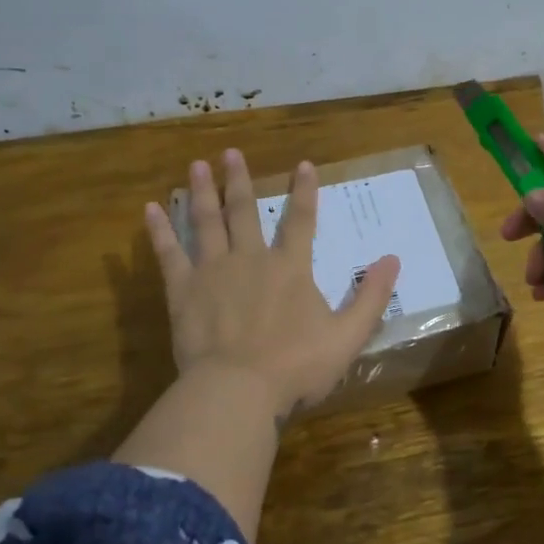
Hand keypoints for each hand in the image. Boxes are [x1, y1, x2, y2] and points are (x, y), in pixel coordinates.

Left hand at [144, 150, 401, 417]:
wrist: (238, 390)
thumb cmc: (296, 366)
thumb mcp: (348, 336)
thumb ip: (371, 297)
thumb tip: (392, 259)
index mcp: (290, 268)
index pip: (301, 220)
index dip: (304, 191)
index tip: (302, 164)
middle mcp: (250, 259)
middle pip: (243, 211)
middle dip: (238, 180)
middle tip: (229, 153)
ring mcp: (213, 271)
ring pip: (206, 222)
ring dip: (202, 192)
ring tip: (195, 166)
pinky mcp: (183, 291)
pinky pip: (169, 254)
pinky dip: (160, 231)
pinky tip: (150, 209)